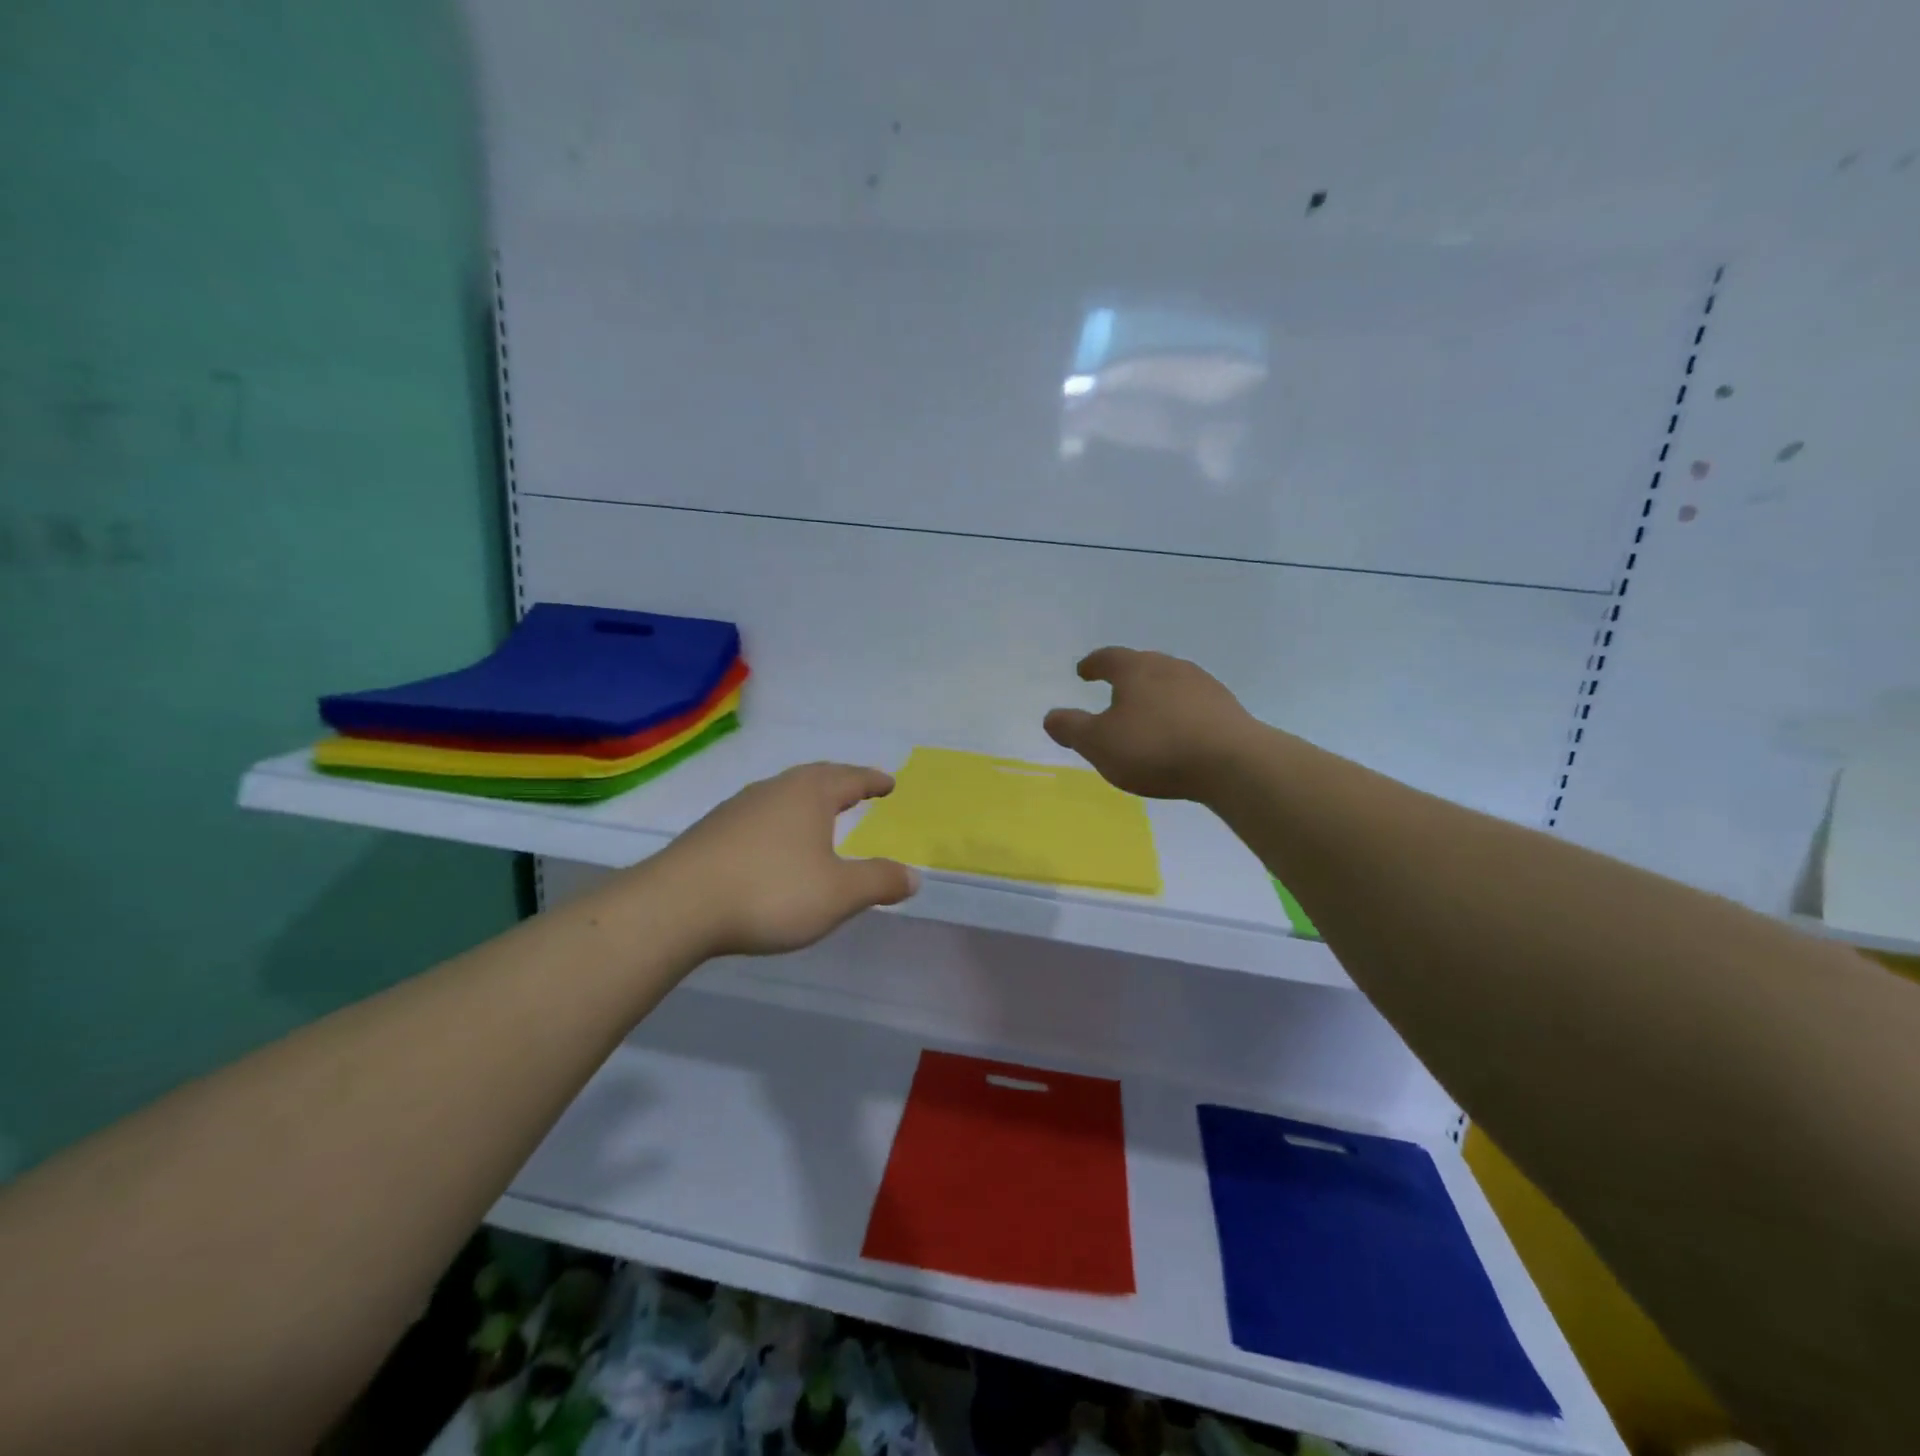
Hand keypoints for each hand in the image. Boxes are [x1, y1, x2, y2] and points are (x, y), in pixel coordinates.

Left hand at [656, 762, 919, 956]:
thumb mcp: (838, 894)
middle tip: (858, 790)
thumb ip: (879, 882)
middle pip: (815, 777)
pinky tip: (774, 844)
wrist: (678, 906)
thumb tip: (913, 876)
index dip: (873, 781)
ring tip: (819, 815)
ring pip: (783, 794)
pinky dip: (779, 821)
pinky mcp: (712, 831)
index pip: (851, 779)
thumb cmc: (771, 892)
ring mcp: (738, 808)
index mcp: (809, 794)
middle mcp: (774, 790)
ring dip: (806, 800)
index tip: (889, 783)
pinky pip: (759, 815)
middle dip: (840, 783)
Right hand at [1043, 647, 1258, 800]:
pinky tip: (1177, 733)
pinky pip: (1193, 704)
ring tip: (1146, 715)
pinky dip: (1178, 713)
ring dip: (1155, 695)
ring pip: (1170, 683)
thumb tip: (1051, 716)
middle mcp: (1170, 667)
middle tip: (1114, 691)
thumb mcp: (1099, 743)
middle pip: (1142, 665)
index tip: (1083, 671)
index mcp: (1136, 669)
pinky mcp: (1227, 708)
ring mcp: (1203, 685)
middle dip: (1126, 677)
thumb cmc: (1155, 748)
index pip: (1108, 658)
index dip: (1093, 664)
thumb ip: (1072, 728)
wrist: (1232, 762)